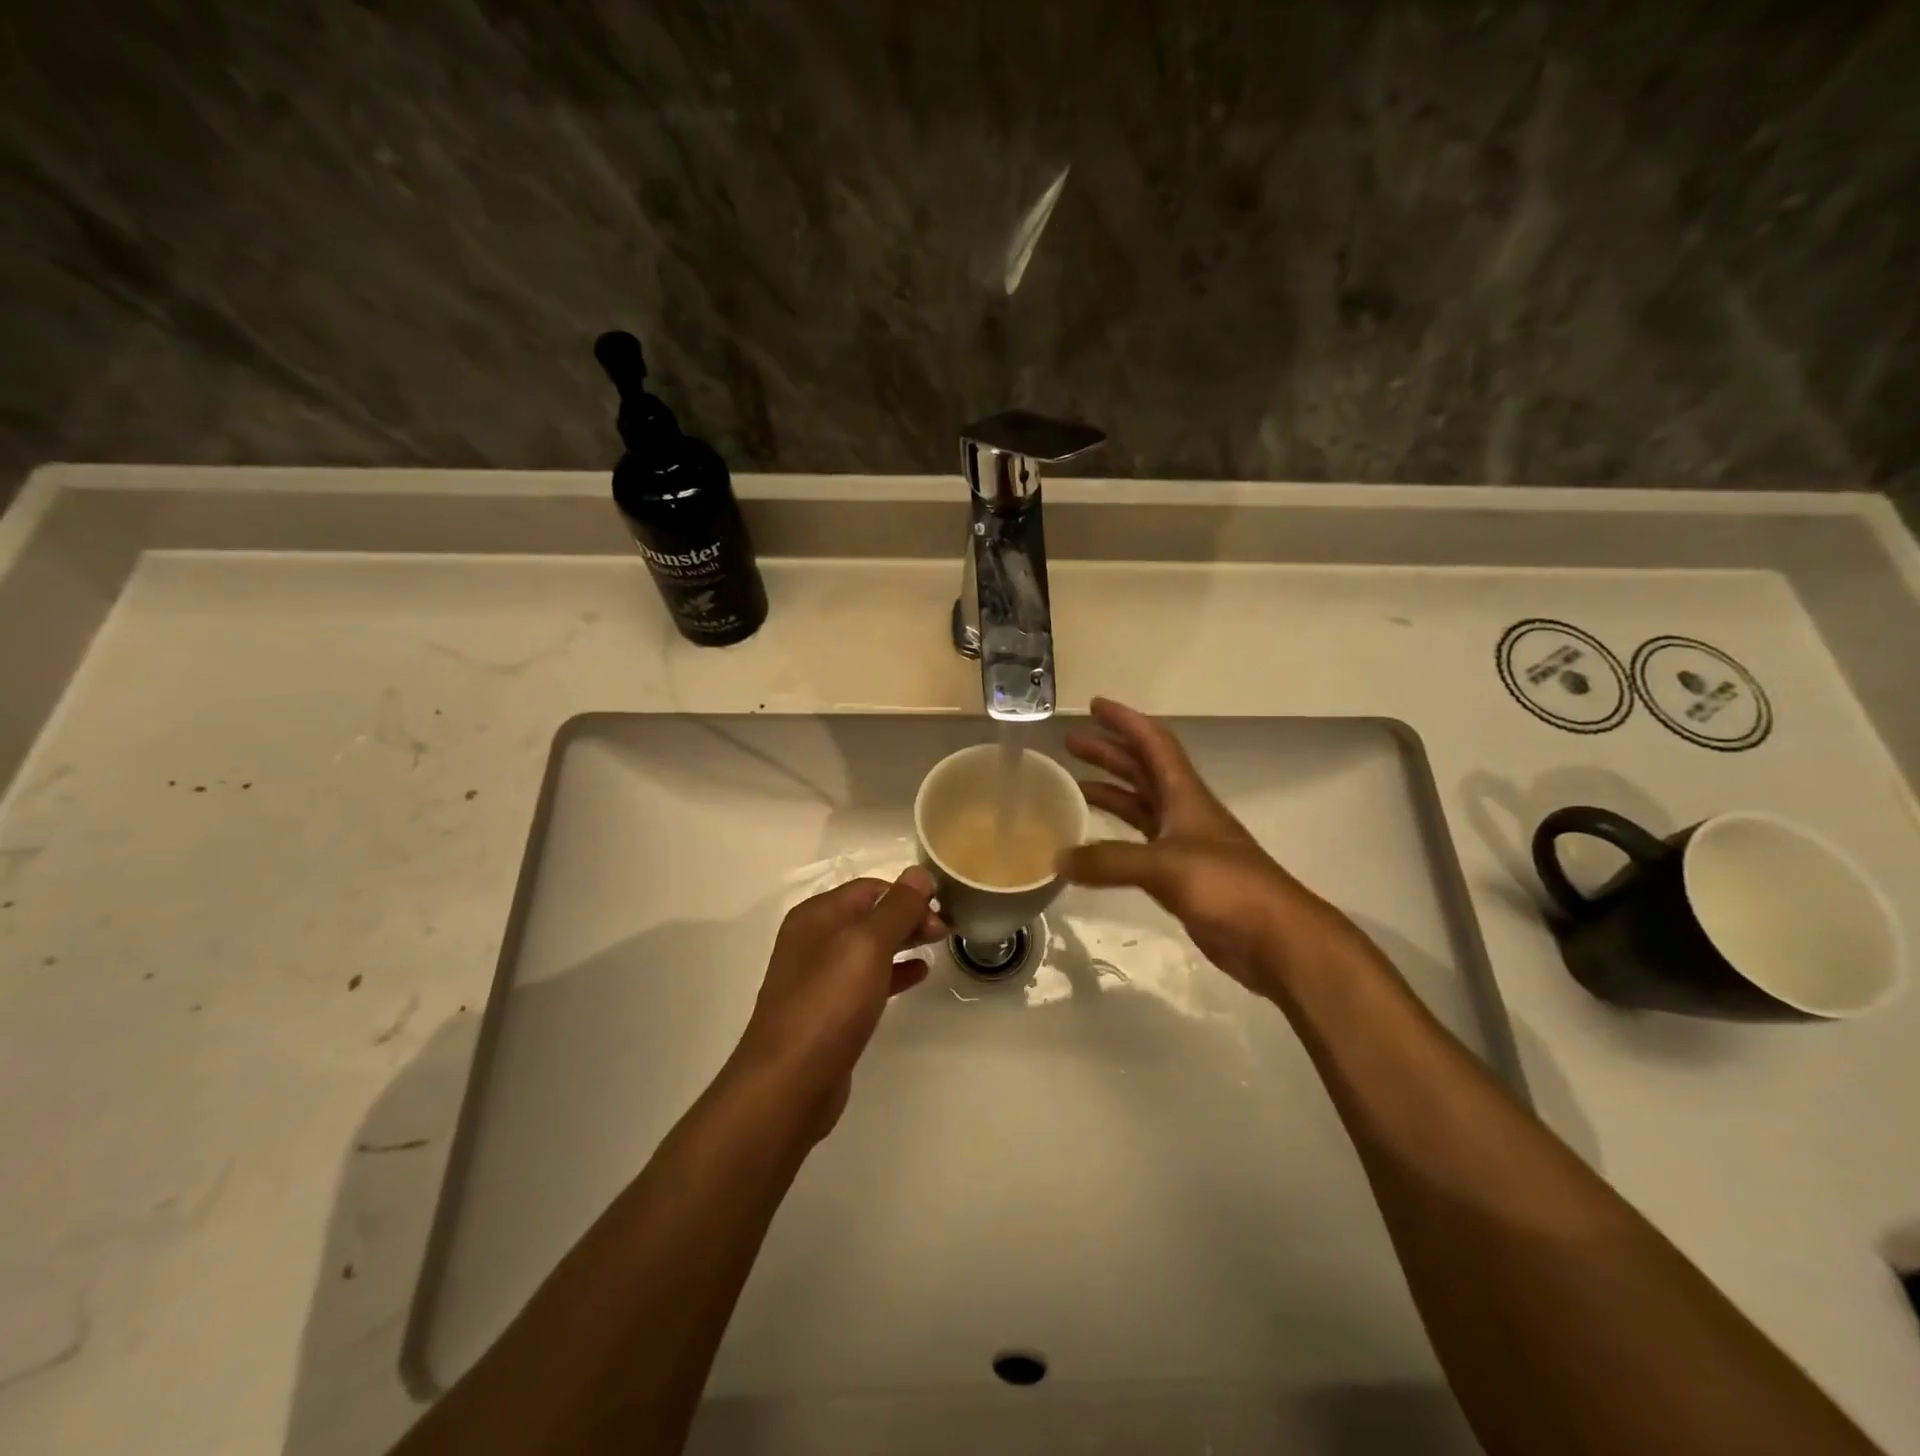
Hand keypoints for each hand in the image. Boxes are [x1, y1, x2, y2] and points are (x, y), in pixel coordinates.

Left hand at [732, 867, 944, 1136]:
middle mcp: (814, 939)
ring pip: (870, 947)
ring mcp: (818, 976)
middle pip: (869, 915)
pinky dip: (894, 971)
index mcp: (817, 915)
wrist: (789, 1082)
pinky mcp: (828, 1011)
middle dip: (908, 916)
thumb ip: (896, 908)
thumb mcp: (868, 945)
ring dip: (904, 942)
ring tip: (939, 946)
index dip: (908, 893)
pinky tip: (919, 975)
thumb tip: (919, 872)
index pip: (870, 888)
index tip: (944, 907)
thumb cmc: (829, 1003)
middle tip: (947, 931)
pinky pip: (866, 979)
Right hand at [1060, 697, 1365, 998]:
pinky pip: (1137, 846)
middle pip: (1141, 771)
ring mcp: (1182, 845)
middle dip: (1108, 753)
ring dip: (1109, 792)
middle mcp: (1183, 812)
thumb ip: (1110, 861)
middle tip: (1070, 743)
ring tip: (1071, 787)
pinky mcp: (1179, 877)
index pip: (1153, 744)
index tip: (1094, 706)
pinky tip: (1090, 847)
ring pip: (1138, 807)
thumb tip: (1058, 859)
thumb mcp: (1166, 866)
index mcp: (1185, 795)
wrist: (1275, 939)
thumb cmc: (1228, 887)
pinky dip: (1112, 839)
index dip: (1125, 722)